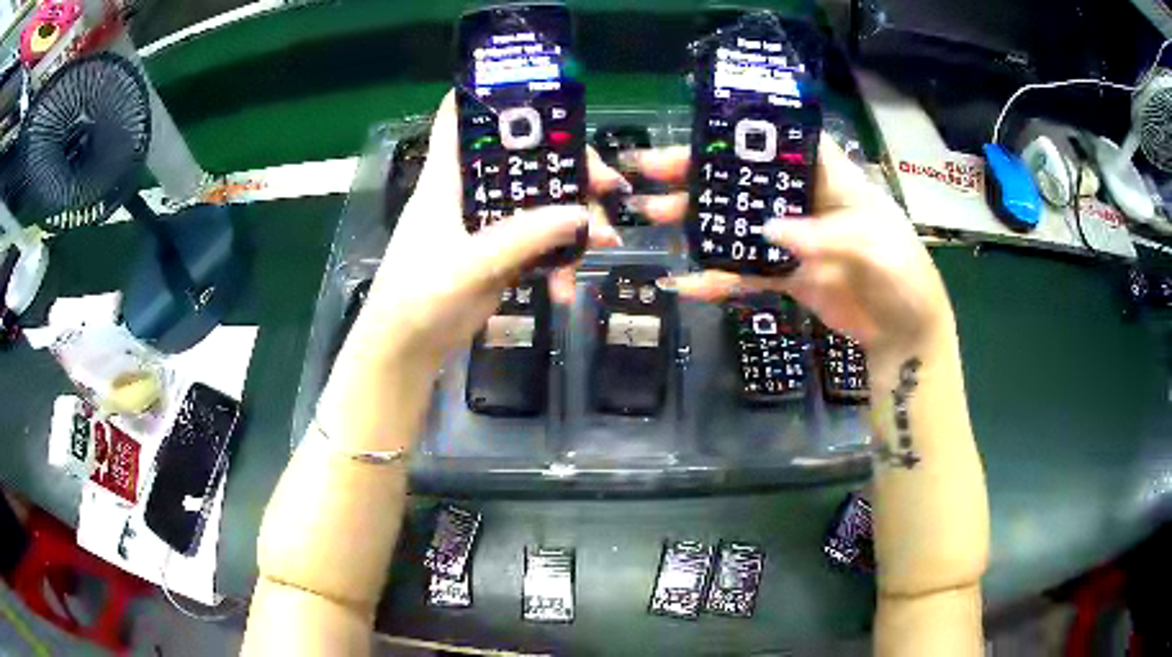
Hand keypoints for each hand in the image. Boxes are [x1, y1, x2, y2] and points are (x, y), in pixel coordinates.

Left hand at [344, 91, 627, 370]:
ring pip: (538, 202)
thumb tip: (582, 215)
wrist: (406, 351)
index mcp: (448, 178)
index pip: (458, 118)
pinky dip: (560, 257)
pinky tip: (569, 284)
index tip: (540, 93)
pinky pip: (539, 242)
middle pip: (522, 160)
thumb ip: (524, 237)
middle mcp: (468, 192)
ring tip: (604, 244)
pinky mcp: (498, 254)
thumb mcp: (470, 264)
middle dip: (567, 169)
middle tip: (607, 186)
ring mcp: (486, 224)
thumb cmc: (420, 298)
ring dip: (574, 220)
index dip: (490, 97)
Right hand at [626, 138, 954, 362]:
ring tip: (652, 215)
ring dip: (697, 219)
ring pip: (738, 222)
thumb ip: (826, 235)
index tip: (699, 129)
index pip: (785, 142)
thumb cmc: (903, 277)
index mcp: (832, 178)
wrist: (904, 333)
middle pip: (748, 179)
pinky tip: (685, 284)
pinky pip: (745, 272)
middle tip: (650, 171)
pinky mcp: (786, 274)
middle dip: (700, 173)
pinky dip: (716, 279)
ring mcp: (792, 238)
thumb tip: (769, 229)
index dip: (744, 131)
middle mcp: (805, 200)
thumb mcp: (875, 248)